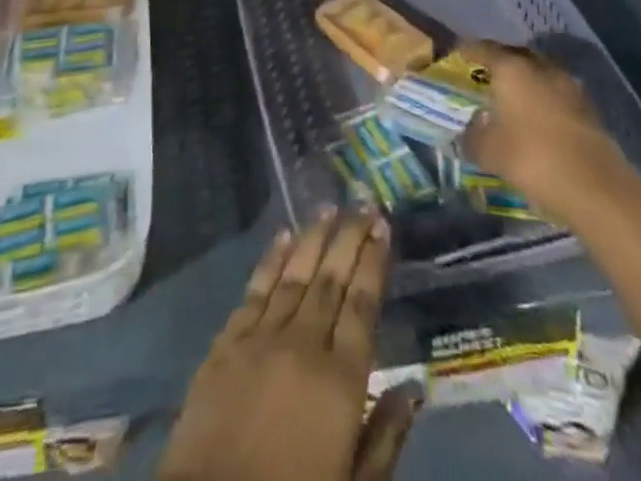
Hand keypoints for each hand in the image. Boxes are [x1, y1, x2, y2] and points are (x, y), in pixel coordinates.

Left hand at [159, 209, 418, 480]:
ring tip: (328, 208)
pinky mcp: (225, 343)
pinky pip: (254, 290)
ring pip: (293, 275)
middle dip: (348, 238)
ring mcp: (260, 338)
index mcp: (339, 381)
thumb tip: (414, 387)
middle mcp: (302, 345)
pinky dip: (270, 261)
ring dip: (312, 238)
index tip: (382, 227)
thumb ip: (384, 436)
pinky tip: (281, 238)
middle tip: (362, 203)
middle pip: (330, 279)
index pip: (362, 305)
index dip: (373, 262)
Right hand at [457, 40, 627, 218]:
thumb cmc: (532, 158)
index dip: (468, 51)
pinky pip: (555, 95)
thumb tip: (466, 131)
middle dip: (498, 63)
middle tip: (483, 76)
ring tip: (509, 99)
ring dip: (524, 82)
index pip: (483, 48)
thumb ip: (472, 136)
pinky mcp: (587, 109)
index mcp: (512, 68)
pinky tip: (535, 119)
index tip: (456, 56)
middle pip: (514, 56)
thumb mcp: (489, 151)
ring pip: (538, 74)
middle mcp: (540, 67)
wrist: (596, 187)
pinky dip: (542, 100)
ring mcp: (568, 86)